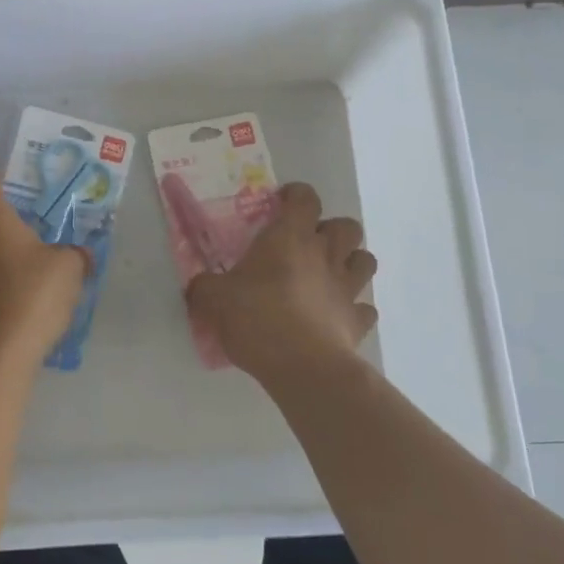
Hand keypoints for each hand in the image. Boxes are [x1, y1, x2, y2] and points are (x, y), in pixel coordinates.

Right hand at [186, 182, 377, 381]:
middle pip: (347, 226)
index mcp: (290, 238)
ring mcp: (347, 288)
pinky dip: (355, 309)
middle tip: (308, 245)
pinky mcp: (357, 322)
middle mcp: (325, 255)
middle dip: (332, 229)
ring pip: (366, 260)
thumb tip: (197, 285)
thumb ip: (204, 287)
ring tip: (330, 275)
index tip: (281, 205)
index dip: (296, 195)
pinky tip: (337, 317)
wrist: (303, 367)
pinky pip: (366, 309)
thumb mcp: (214, 299)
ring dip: (352, 262)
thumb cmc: (257, 318)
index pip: (305, 198)